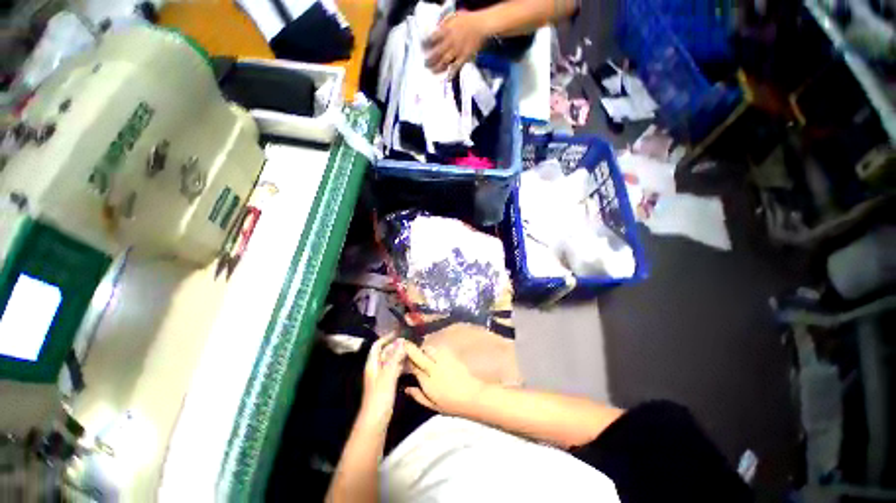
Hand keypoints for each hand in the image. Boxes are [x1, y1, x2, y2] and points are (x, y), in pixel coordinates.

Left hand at [359, 335, 406, 426]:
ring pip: (391, 361)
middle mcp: (376, 368)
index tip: (398, 332)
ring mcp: (382, 377)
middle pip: (385, 352)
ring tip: (413, 350)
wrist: (376, 421)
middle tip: (410, 341)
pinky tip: (411, 364)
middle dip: (396, 346)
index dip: (386, 338)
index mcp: (372, 364)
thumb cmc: (380, 397)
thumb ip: (395, 357)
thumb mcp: (388, 375)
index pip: (377, 346)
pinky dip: (401, 365)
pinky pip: (395, 370)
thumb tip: (401, 340)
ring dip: (400, 355)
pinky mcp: (387, 385)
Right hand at [404, 343, 485, 415]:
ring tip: (422, 354)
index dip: (406, 361)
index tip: (400, 357)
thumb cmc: (451, 404)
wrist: (472, 396)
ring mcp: (443, 360)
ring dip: (423, 349)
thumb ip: (418, 396)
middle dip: (411, 349)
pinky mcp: (451, 356)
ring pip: (429, 349)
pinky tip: (434, 355)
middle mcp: (433, 367)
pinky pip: (439, 349)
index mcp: (427, 381)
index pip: (413, 366)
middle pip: (419, 354)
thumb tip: (407, 388)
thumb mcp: (432, 405)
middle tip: (406, 348)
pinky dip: (434, 351)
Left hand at [425, 10, 488, 74]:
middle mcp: (450, 42)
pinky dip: (451, 73)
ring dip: (437, 67)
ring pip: (444, 61)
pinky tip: (447, 78)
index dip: (426, 44)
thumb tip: (437, 29)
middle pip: (436, 52)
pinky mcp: (464, 57)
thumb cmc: (469, 20)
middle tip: (425, 64)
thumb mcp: (454, 16)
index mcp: (446, 31)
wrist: (482, 25)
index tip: (422, 49)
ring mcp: (457, 51)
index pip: (432, 38)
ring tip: (433, 72)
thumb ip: (444, 23)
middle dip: (430, 59)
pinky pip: (456, 67)